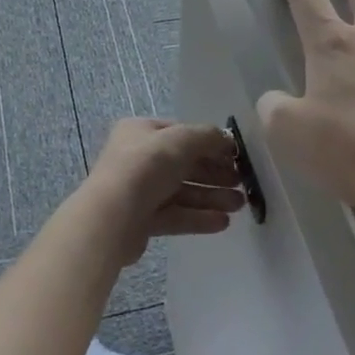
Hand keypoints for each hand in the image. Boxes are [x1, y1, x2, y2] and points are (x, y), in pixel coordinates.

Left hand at [78, 118, 246, 265]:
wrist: (112, 217)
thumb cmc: (146, 167)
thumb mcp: (181, 140)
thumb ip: (207, 136)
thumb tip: (227, 139)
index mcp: (141, 131)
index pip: (181, 133)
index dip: (210, 143)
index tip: (236, 156)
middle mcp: (138, 158)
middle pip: (184, 164)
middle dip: (214, 173)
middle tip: (242, 183)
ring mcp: (139, 190)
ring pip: (182, 191)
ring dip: (211, 196)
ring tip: (239, 205)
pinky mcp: (142, 220)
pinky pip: (176, 215)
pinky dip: (198, 217)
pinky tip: (222, 223)